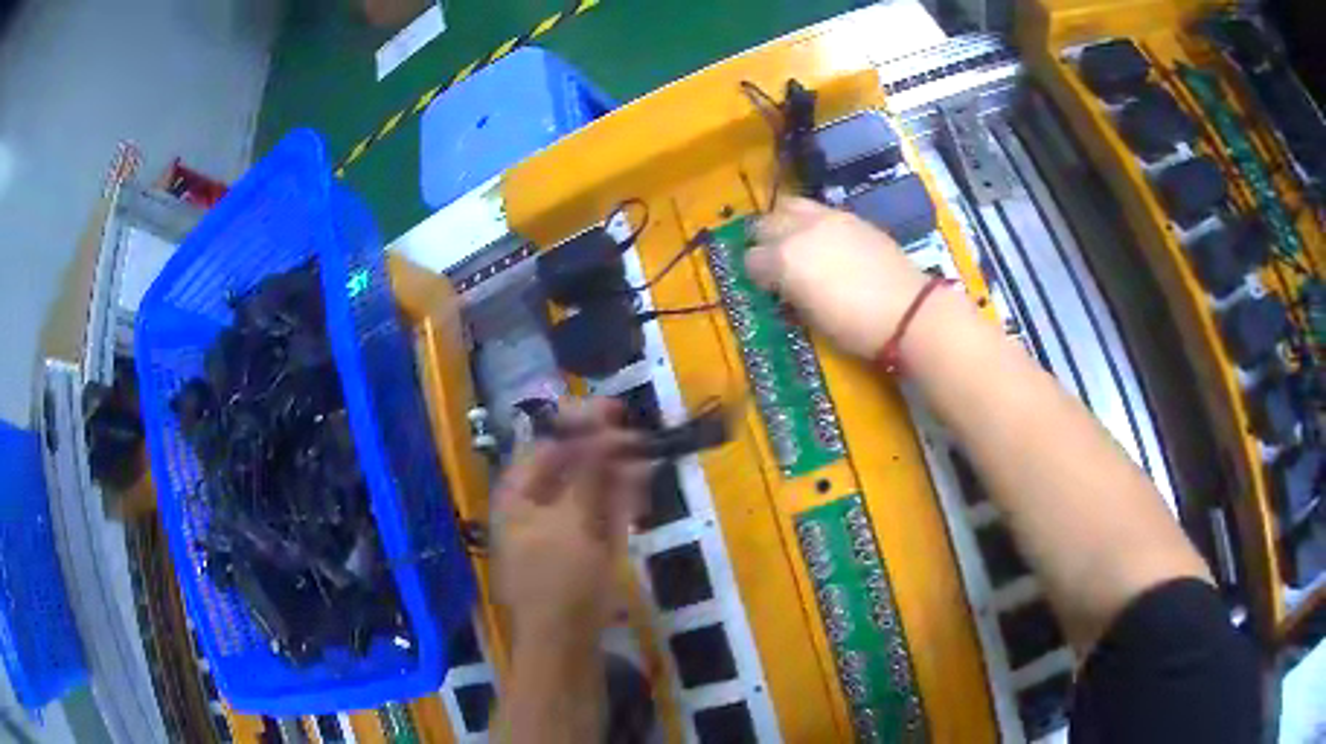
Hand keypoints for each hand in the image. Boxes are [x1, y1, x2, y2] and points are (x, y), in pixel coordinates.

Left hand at [492, 400, 650, 645]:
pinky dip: (617, 500)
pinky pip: (598, 515)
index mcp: (518, 495)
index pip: (546, 445)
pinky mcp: (580, 549)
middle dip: (603, 450)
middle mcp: (534, 506)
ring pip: (588, 489)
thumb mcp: (573, 522)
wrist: (564, 643)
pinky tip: (637, 487)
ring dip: (615, 472)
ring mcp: (558, 529)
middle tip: (637, 437)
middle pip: (569, 465)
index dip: (579, 424)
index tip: (615, 411)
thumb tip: (603, 430)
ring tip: (643, 458)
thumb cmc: (560, 580)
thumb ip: (590, 475)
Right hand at [745, 197, 930, 358]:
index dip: (756, 274)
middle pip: (765, 224)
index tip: (766, 287)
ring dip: (785, 222)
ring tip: (795, 241)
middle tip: (774, 260)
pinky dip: (812, 221)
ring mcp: (827, 218)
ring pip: (790, 206)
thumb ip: (789, 293)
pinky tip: (824, 240)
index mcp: (785, 259)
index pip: (751, 259)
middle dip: (764, 241)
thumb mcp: (811, 318)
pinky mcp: (851, 216)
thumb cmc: (855, 326)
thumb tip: (782, 285)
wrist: (907, 311)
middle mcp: (800, 230)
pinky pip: (819, 210)